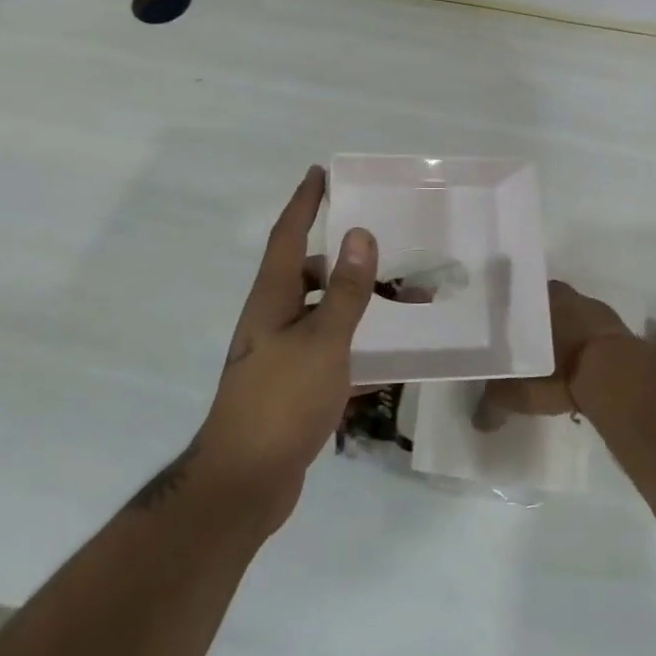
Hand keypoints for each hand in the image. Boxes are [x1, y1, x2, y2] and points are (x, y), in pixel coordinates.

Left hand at [194, 166, 376, 530]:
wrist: (246, 482)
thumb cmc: (281, 400)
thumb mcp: (323, 340)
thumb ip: (346, 290)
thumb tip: (360, 234)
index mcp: (272, 298)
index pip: (288, 235)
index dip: (305, 202)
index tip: (321, 173)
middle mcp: (274, 319)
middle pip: (312, 275)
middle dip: (351, 264)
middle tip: (391, 256)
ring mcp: (282, 355)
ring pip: (327, 316)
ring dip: (363, 309)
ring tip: (409, 309)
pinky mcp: (294, 386)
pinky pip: (332, 354)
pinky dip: (360, 352)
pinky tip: (394, 363)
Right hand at [474, 279, 633, 425]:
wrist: (615, 376)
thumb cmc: (559, 370)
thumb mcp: (520, 391)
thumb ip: (496, 401)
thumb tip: (478, 421)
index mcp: (540, 296)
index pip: (519, 297)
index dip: (512, 315)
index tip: (506, 332)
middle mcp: (567, 295)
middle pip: (547, 306)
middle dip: (539, 324)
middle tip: (528, 348)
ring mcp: (596, 311)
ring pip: (572, 319)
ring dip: (566, 336)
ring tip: (554, 362)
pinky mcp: (618, 331)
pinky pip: (595, 336)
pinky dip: (588, 349)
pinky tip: (580, 369)